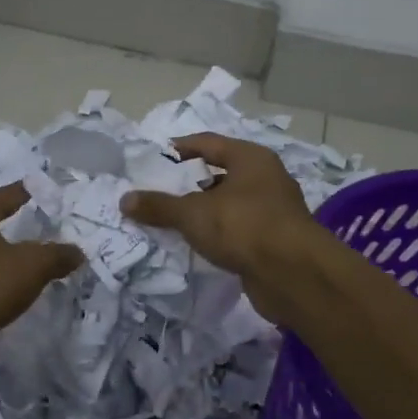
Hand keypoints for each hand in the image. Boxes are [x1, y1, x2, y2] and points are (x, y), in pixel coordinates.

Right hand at [119, 134, 318, 321]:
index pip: (209, 143)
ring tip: (173, 222)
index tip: (156, 158)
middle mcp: (266, 178)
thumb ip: (159, 206)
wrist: (293, 275)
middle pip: (222, 174)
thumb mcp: (193, 214)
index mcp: (251, 158)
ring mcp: (274, 211)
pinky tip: (199, 246)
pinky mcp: (275, 241)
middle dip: (191, 185)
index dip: (182, 148)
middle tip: (159, 193)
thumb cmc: (243, 227)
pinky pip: (239, 230)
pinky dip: (219, 235)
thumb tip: (124, 200)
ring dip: (205, 212)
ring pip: (231, 205)